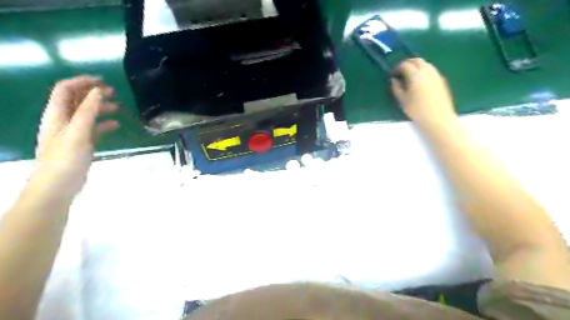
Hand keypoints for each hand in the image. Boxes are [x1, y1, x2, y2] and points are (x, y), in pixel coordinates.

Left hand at [34, 76, 119, 197]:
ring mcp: (72, 132)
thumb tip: (98, 91)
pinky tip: (116, 125)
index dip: (82, 82)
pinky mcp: (81, 143)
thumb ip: (88, 110)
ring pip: (86, 113)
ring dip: (100, 107)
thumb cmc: (66, 157)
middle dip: (93, 93)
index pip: (65, 89)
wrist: (58, 185)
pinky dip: (104, 124)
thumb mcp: (78, 131)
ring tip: (118, 107)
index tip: (103, 82)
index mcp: (57, 114)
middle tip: (113, 92)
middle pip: (76, 99)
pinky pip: (93, 128)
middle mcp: (63, 120)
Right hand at [393, 57, 457, 127]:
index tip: (393, 74)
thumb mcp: (403, 101)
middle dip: (408, 63)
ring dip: (417, 66)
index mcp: (416, 75)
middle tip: (401, 72)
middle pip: (417, 60)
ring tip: (410, 76)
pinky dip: (423, 71)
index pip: (405, 65)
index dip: (398, 68)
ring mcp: (436, 75)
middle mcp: (427, 71)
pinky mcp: (442, 80)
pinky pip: (431, 70)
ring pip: (425, 64)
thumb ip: (397, 88)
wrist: (439, 119)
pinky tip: (420, 81)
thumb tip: (393, 80)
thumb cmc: (417, 111)